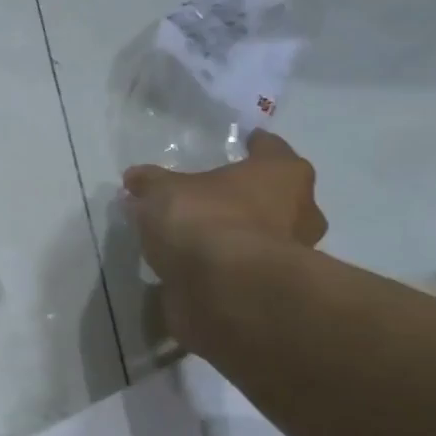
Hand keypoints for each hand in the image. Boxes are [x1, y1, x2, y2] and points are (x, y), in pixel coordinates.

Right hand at [122, 130, 326, 345]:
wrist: (227, 291)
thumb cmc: (206, 220)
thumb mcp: (162, 192)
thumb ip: (150, 183)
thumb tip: (136, 177)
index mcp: (282, 175)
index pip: (270, 149)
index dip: (252, 146)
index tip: (239, 144)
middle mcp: (299, 212)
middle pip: (272, 196)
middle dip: (244, 197)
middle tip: (209, 197)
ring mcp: (290, 256)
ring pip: (259, 235)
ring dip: (233, 235)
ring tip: (192, 237)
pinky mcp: (269, 291)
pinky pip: (242, 269)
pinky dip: (222, 268)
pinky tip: (192, 267)